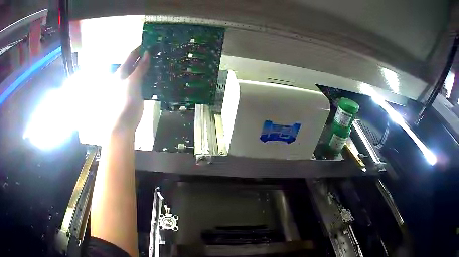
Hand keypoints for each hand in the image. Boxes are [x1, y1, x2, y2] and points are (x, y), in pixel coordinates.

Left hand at [112, 47, 149, 133]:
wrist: (123, 125)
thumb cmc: (126, 102)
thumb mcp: (134, 82)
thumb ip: (140, 68)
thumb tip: (147, 53)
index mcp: (120, 73)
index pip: (130, 57)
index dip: (139, 50)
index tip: (149, 43)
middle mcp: (121, 78)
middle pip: (132, 65)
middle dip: (142, 58)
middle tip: (155, 52)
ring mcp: (126, 87)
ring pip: (135, 73)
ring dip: (144, 68)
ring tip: (155, 63)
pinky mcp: (131, 95)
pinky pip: (138, 82)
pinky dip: (145, 78)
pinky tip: (151, 77)